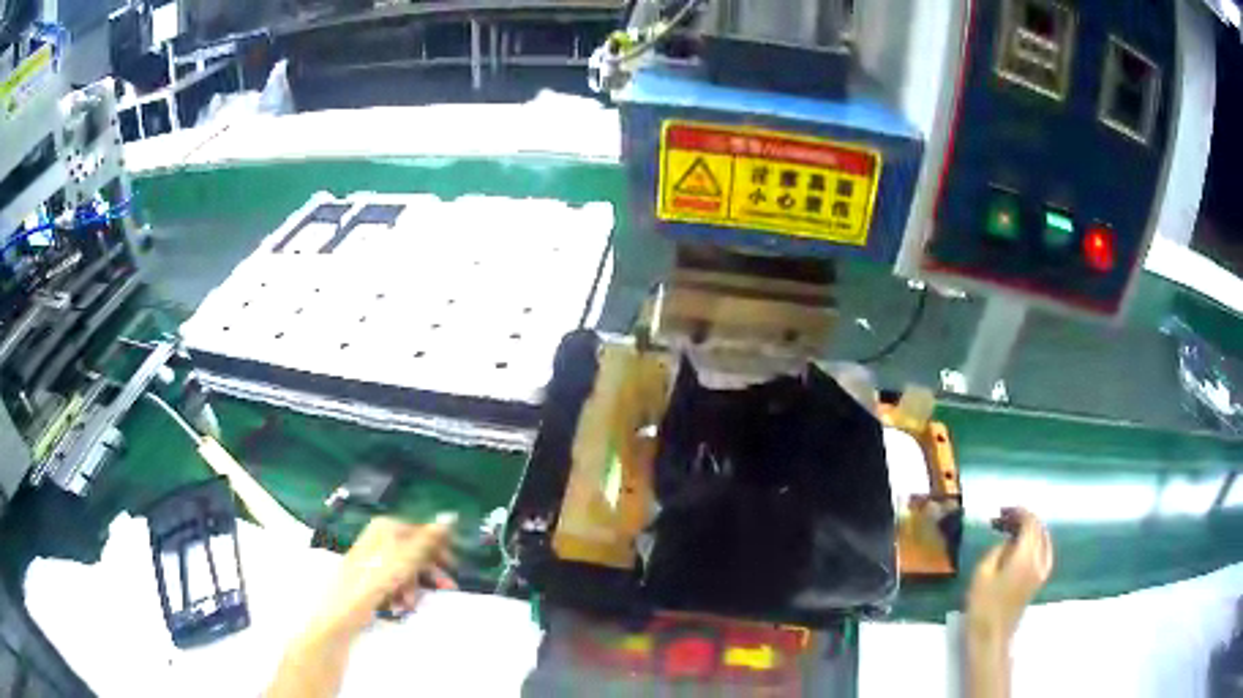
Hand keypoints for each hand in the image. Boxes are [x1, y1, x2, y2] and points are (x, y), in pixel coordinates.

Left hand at [312, 514, 457, 638]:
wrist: (343, 610)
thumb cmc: (373, 581)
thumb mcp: (405, 559)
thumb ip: (428, 540)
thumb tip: (450, 516)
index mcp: (386, 528)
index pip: (421, 532)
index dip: (438, 549)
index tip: (453, 567)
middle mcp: (379, 538)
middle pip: (414, 553)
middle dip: (428, 574)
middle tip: (447, 588)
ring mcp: (373, 558)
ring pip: (406, 571)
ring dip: (414, 588)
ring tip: (411, 604)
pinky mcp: (370, 577)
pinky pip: (394, 582)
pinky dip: (401, 594)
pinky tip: (400, 606)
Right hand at [967, 508, 1053, 645]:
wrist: (991, 636)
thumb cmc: (983, 605)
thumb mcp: (982, 573)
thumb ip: (998, 549)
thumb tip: (1007, 541)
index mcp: (1026, 555)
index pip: (1030, 522)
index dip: (1018, 512)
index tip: (1002, 510)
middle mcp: (1040, 559)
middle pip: (1039, 529)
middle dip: (1024, 519)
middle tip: (1003, 519)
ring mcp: (1042, 570)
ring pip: (1043, 539)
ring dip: (1030, 530)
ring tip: (1011, 530)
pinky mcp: (1040, 580)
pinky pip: (1043, 551)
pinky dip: (1035, 542)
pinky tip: (1023, 546)